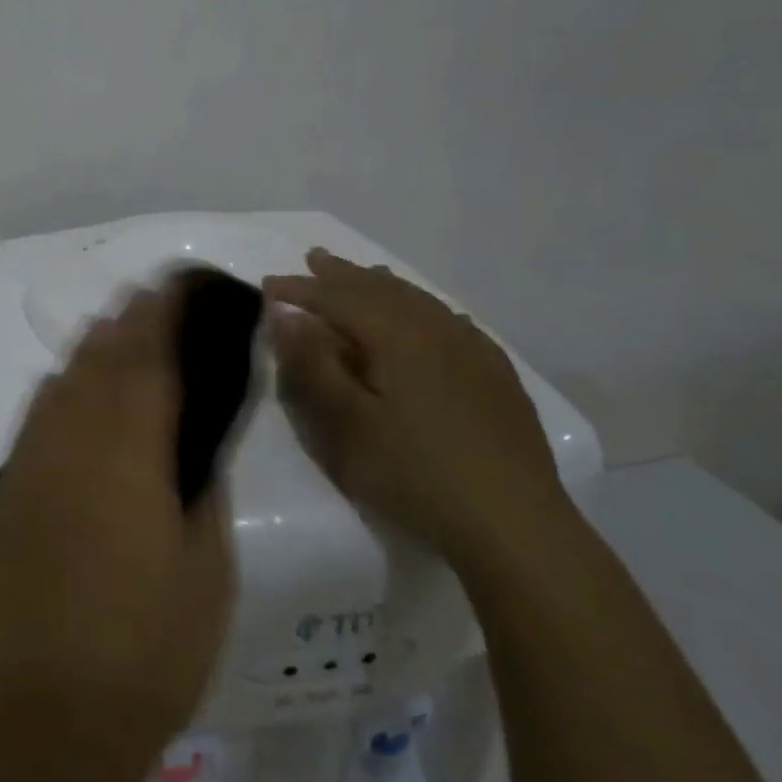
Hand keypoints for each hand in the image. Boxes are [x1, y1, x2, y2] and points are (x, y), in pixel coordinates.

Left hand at [0, 281, 235, 759]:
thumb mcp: (206, 564)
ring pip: (61, 380)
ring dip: (91, 348)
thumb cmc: (151, 645)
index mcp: (127, 451)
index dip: (161, 314)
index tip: (177, 286)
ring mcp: (31, 464)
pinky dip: (61, 387)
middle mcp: (70, 441)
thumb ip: (200, 483)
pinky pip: (36, 415)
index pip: (146, 359)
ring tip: (118, 332)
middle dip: (126, 320)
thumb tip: (195, 438)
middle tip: (153, 299)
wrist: (53, 711)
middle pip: (98, 358)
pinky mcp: (9, 492)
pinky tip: (76, 392)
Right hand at [264, 249, 571, 565]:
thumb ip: (313, 367)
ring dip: (382, 285)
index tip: (267, 285)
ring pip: (419, 301)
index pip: (339, 299)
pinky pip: (449, 320)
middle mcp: (438, 330)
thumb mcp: (347, 426)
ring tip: (362, 274)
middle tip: (313, 258)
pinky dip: (421, 306)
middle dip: (342, 275)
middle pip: (381, 290)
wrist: (514, 524)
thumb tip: (288, 318)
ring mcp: (473, 351)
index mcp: (398, 337)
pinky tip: (425, 315)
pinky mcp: (495, 375)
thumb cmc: (415, 474)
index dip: (301, 290)